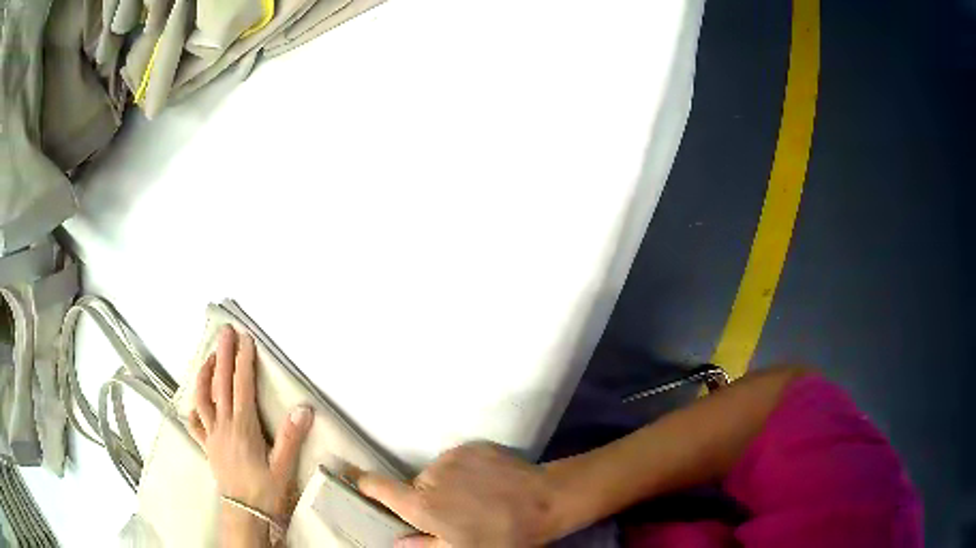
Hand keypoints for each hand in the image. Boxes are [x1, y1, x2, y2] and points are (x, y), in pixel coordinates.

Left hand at [188, 326, 313, 519]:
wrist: (246, 514)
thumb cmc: (266, 491)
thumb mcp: (284, 467)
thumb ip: (291, 437)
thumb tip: (303, 408)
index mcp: (243, 427)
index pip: (242, 386)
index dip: (243, 360)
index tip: (245, 338)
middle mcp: (223, 425)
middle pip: (220, 384)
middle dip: (223, 354)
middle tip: (225, 331)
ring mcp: (211, 435)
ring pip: (202, 398)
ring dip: (205, 373)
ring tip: (209, 356)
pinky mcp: (206, 446)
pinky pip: (194, 422)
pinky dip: (193, 407)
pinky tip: (196, 399)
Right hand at [357, 442, 558, 546]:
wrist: (545, 500)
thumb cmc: (500, 535)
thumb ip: (422, 546)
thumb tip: (394, 541)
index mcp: (422, 504)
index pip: (379, 488)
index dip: (362, 482)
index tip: (349, 475)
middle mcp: (430, 475)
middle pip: (416, 486)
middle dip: (427, 499)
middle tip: (457, 513)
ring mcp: (452, 457)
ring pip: (438, 474)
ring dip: (448, 485)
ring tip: (478, 498)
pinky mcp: (473, 445)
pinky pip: (458, 461)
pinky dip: (466, 471)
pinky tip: (489, 483)